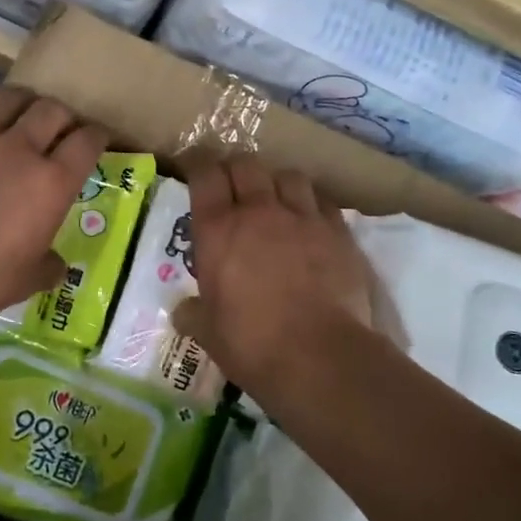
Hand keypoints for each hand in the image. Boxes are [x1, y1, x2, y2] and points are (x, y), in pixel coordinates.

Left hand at [0, 87, 109, 330]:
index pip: (87, 143)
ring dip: (22, 101)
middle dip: (62, 115)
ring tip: (22, 110)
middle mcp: (19, 151)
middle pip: (51, 110)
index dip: (98, 135)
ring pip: (8, 98)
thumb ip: (48, 266)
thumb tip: (57, 265)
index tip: (98, 138)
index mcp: (51, 184)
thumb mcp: (27, 281)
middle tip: (60, 127)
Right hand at [174, 156, 373, 392]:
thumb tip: (182, 312)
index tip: (195, 168)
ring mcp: (302, 218)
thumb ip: (193, 314)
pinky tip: (311, 221)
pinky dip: (312, 204)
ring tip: (276, 200)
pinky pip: (323, 201)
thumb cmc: (252, 344)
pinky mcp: (338, 232)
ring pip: (288, 175)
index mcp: (218, 230)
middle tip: (232, 186)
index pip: (204, 175)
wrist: (320, 356)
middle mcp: (258, 212)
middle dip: (236, 169)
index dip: (198, 164)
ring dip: (277, 182)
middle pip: (246, 165)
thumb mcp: (208, 333)